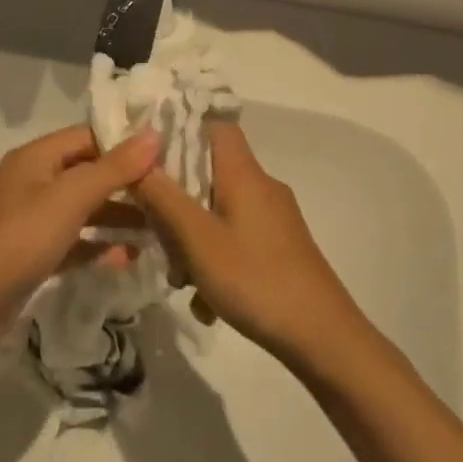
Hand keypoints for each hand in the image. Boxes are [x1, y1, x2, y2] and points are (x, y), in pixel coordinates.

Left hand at [0, 125, 159, 342]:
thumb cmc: (17, 240)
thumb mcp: (70, 198)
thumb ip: (114, 168)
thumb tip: (154, 134)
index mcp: (36, 157)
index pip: (88, 136)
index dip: (125, 144)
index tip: (165, 159)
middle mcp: (32, 182)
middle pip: (87, 173)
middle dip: (126, 184)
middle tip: (167, 198)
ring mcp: (29, 220)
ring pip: (82, 209)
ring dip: (116, 217)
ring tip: (156, 231)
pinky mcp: (30, 255)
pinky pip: (72, 242)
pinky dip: (97, 246)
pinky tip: (126, 258)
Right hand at [133, 122, 365, 365]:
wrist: (323, 337)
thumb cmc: (255, 279)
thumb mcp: (197, 239)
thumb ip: (164, 197)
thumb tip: (139, 159)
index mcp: (244, 173)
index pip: (214, 125)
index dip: (181, 129)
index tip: (147, 153)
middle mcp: (261, 186)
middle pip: (209, 172)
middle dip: (177, 199)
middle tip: (154, 230)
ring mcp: (274, 218)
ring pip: (219, 210)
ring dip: (193, 239)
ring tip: (181, 280)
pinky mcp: (280, 246)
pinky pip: (236, 238)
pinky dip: (216, 260)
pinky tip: (208, 302)